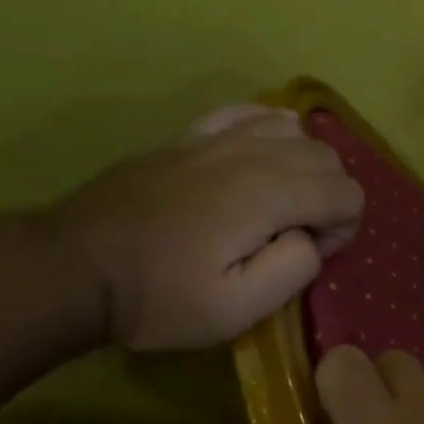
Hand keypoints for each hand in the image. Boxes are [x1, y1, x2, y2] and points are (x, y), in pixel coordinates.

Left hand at [45, 106, 364, 350]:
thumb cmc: (159, 297)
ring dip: (305, 166)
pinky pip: (250, 113)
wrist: (75, 267)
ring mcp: (218, 137)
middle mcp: (252, 152)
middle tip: (295, 237)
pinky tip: (259, 157)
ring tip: (280, 203)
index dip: (342, 229)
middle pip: (328, 157)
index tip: (308, 254)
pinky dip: (270, 131)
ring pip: (296, 131)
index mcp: (268, 194)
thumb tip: (310, 238)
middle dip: (330, 198)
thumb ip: (295, 268)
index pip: (348, 192)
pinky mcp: (191, 136)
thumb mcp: (236, 310)